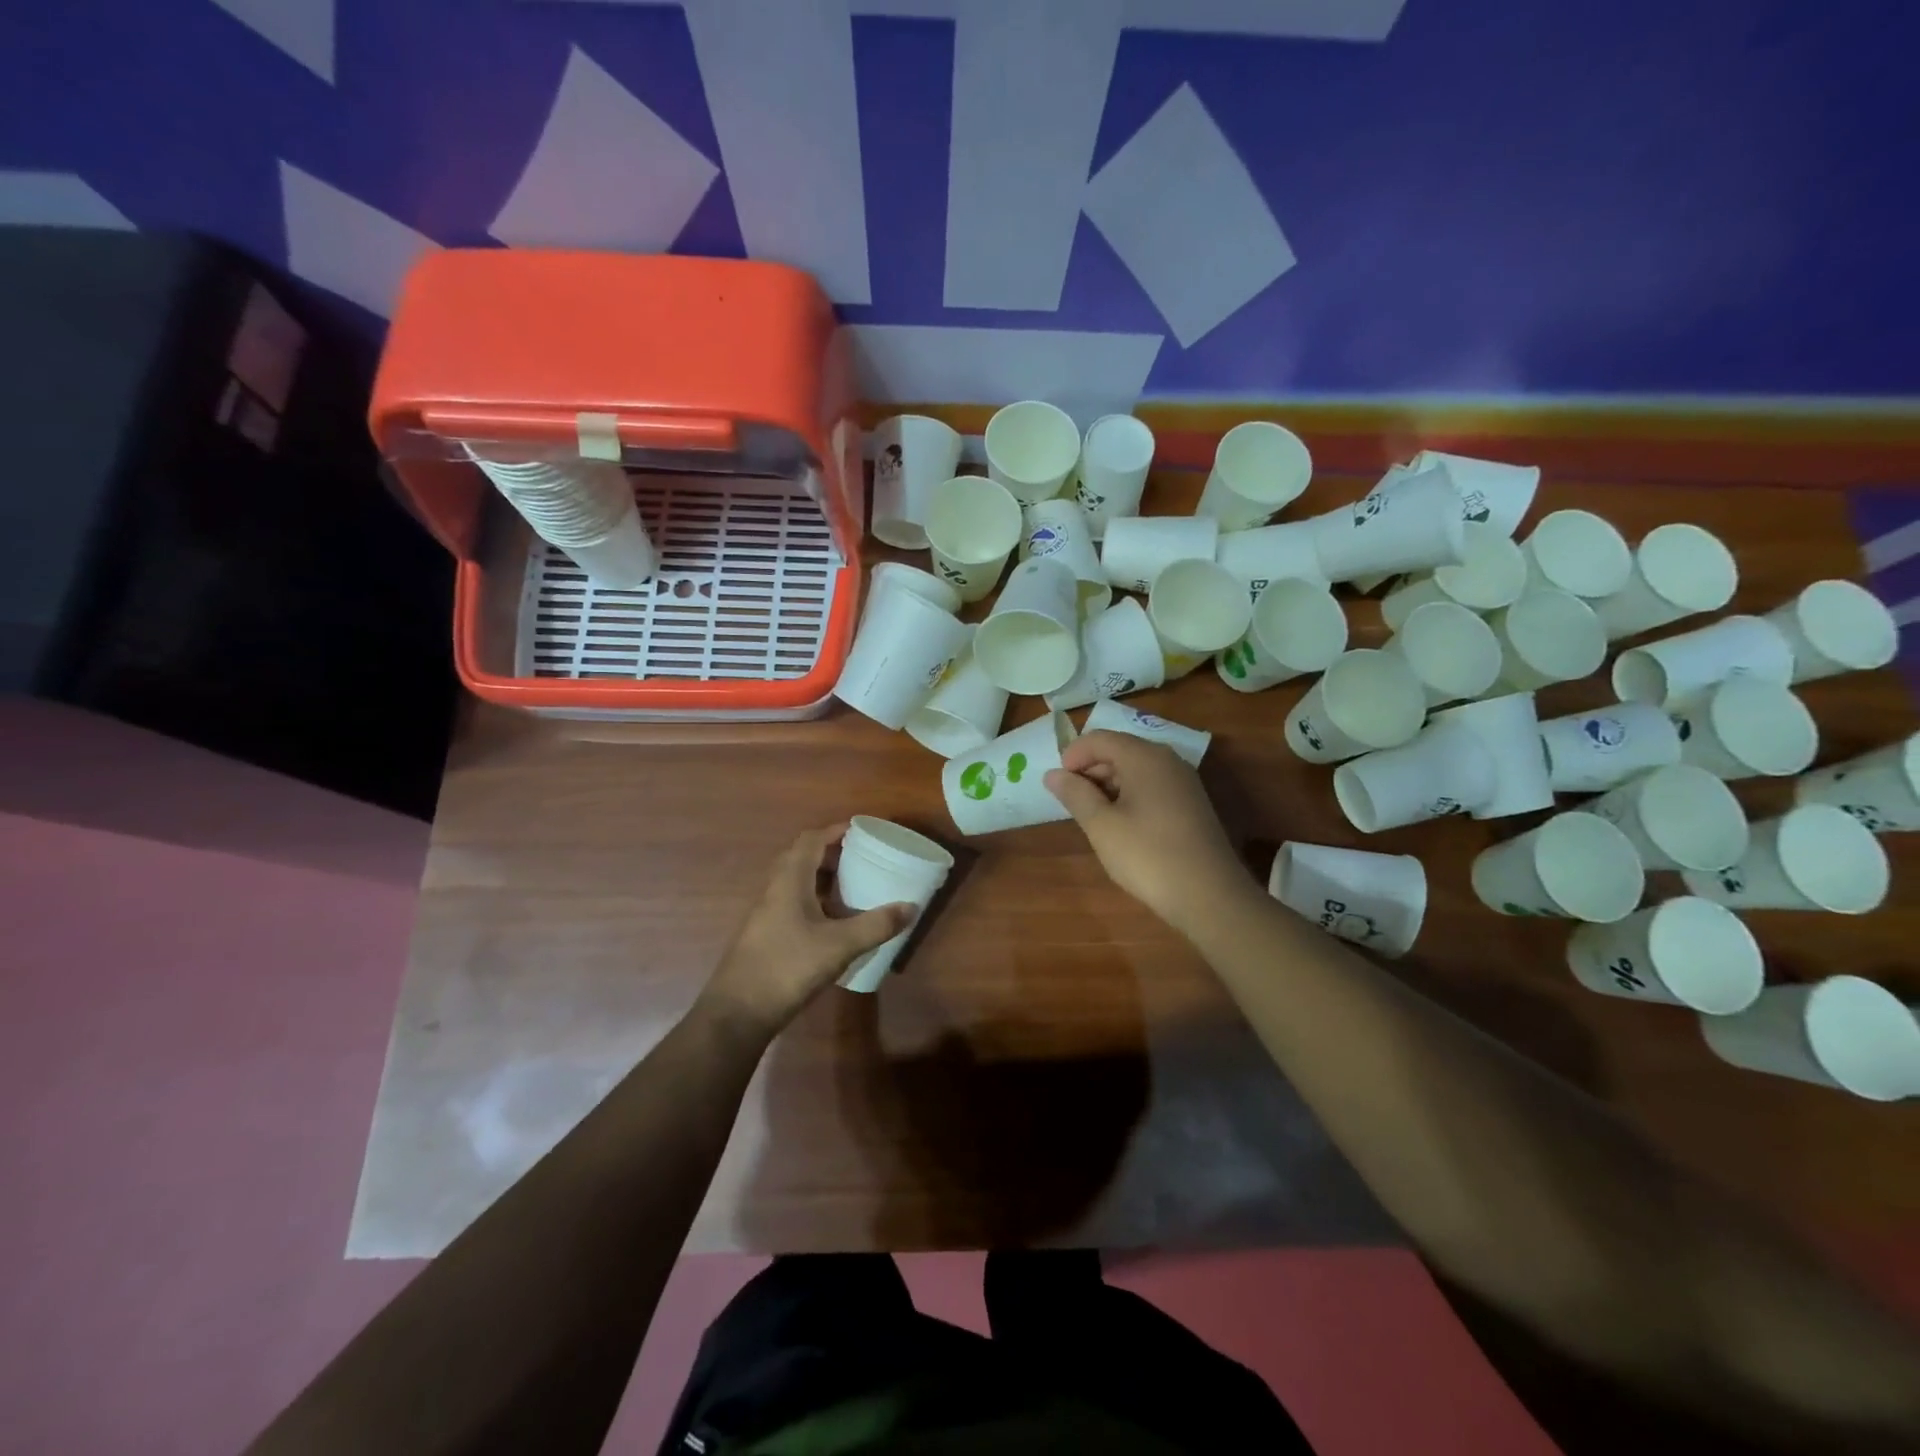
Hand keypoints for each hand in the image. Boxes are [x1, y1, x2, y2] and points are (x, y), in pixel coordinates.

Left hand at [698, 824, 913, 1036]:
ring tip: (853, 887)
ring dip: (822, 878)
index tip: (861, 831)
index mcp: (789, 880)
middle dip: (831, 853)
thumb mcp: (839, 946)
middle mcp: (774, 889)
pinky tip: (833, 922)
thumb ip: (876, 925)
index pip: (811, 840)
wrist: (737, 1013)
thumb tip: (911, 907)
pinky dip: (815, 901)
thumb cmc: (787, 967)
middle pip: (802, 857)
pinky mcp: (765, 935)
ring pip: (796, 882)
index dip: (835, 831)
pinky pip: (792, 903)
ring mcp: (766, 913)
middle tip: (862, 859)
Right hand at [1045, 730, 1257, 937]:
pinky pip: (1152, 785)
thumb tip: (1053, 774)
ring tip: (1092, 816)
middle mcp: (1167, 760)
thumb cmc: (1148, 856)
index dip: (1073, 756)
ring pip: (1136, 769)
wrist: (1210, 896)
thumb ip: (1075, 794)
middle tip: (1072, 802)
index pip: (1099, 738)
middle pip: (1119, 749)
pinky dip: (1130, 795)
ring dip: (1108, 784)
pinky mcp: (1191, 803)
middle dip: (1090, 770)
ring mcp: (1183, 782)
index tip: (1058, 785)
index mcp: (1144, 757)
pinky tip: (1121, 825)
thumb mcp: (1102, 826)